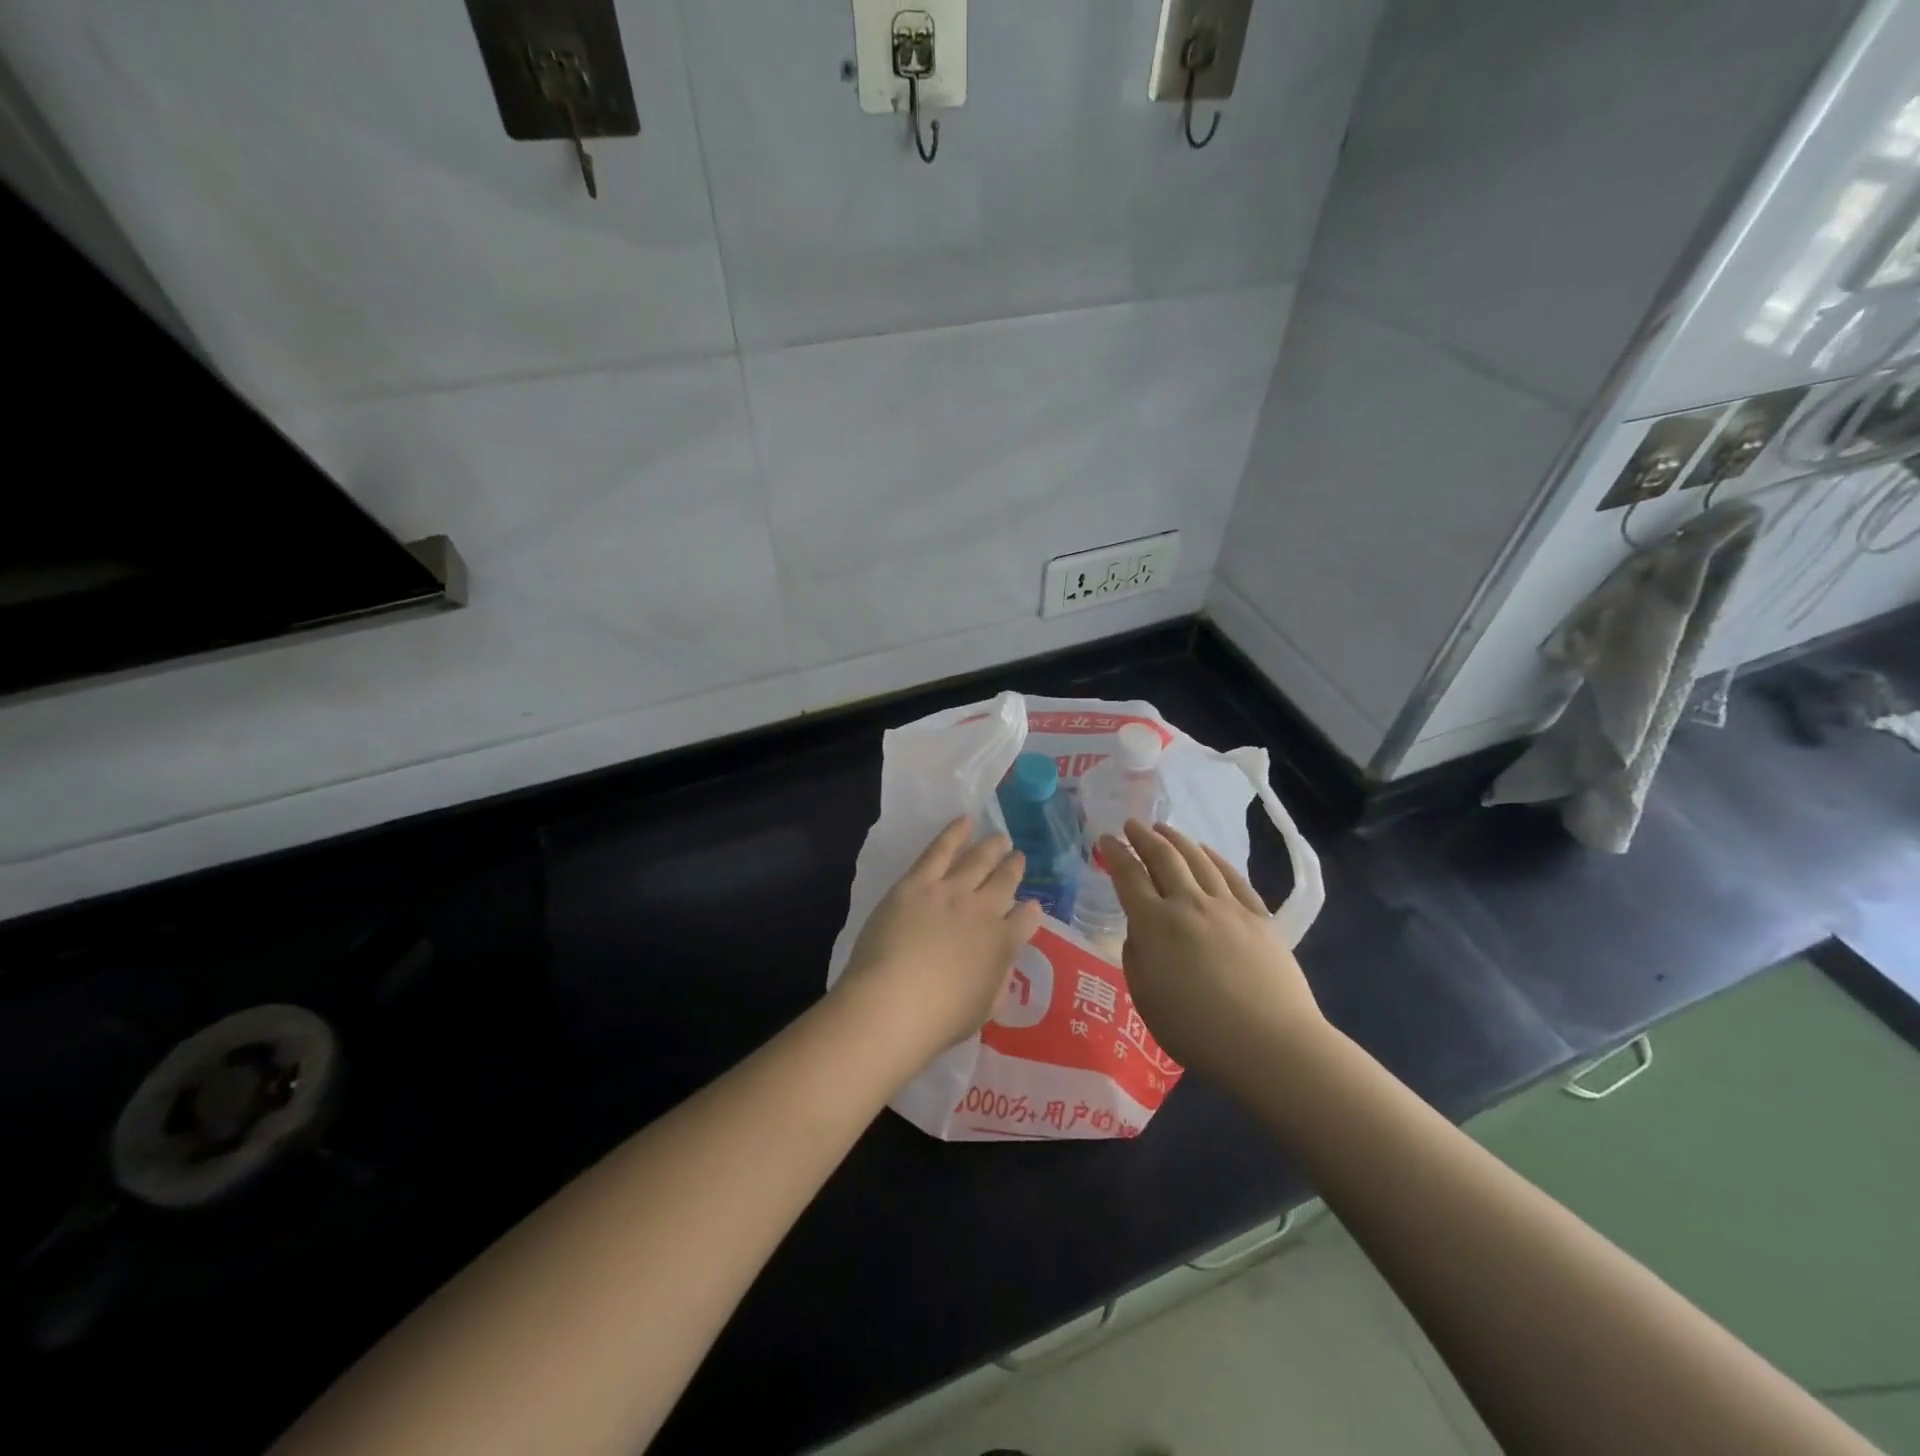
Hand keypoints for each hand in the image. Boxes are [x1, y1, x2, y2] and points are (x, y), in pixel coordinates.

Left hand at [834, 817, 1044, 1075]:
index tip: (1030, 906)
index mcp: (1003, 944)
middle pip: (1005, 881)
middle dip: (1014, 868)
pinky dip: (955, 832)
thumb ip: (998, 982)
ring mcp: (952, 891)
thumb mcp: (984, 1009)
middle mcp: (984, 910)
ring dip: (992, 846)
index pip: (1026, 920)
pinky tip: (965, 820)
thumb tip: (1003, 965)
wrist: (895, 1002)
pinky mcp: (919, 882)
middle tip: (1017, 857)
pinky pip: (941, 849)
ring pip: (978, 859)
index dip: (1030, 912)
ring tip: (1000, 838)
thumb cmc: (939, 1019)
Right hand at [1101, 819, 1327, 1084]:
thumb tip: (1140, 931)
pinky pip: (1232, 876)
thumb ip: (1136, 957)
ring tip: (1164, 829)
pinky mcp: (1259, 917)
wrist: (1269, 1044)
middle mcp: (1188, 904)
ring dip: (1177, 840)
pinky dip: (1215, 858)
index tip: (1105, 839)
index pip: (1129, 876)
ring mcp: (1227, 907)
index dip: (1115, 854)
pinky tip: (1206, 852)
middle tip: (1132, 824)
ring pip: (1198, 860)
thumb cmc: (1196, 1031)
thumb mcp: (1145, 999)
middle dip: (1144, 837)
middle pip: (1164, 858)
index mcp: (1154, 924)